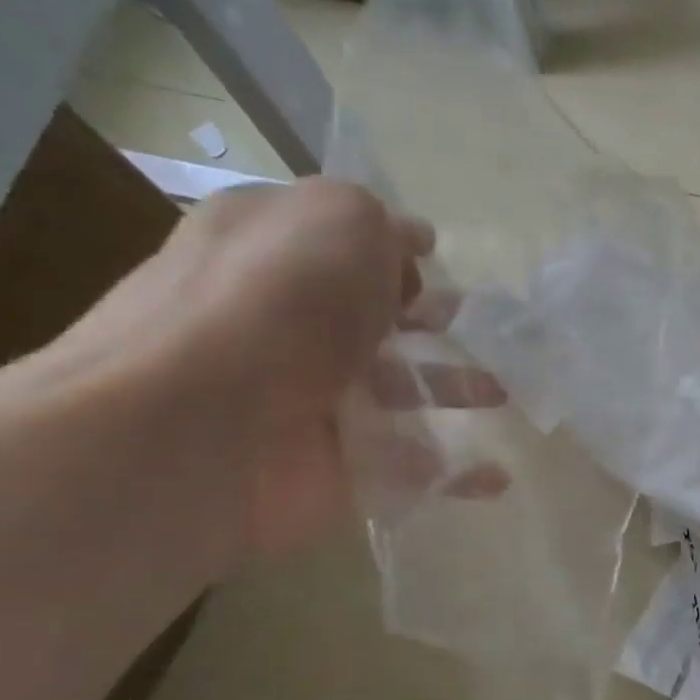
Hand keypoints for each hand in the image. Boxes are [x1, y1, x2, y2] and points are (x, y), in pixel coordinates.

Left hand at [57, 178, 505, 560]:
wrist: (197, 431)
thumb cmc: (276, 304)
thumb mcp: (338, 222)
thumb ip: (380, 228)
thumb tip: (405, 256)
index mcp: (272, 251)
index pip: (338, 241)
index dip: (390, 246)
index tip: (439, 256)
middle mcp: (286, 322)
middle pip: (371, 318)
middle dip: (428, 320)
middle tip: (480, 327)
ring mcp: (308, 399)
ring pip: (395, 391)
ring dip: (451, 390)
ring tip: (502, 394)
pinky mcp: (332, 468)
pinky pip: (406, 468)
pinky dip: (451, 474)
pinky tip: (494, 476)